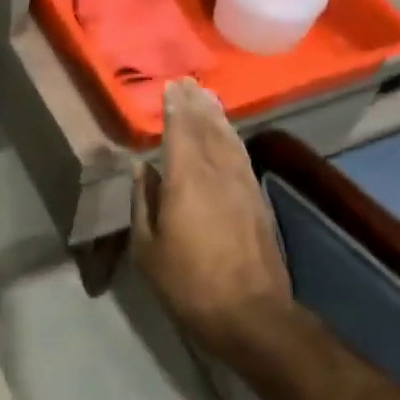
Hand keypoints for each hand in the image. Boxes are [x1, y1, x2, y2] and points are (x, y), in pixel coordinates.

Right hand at [131, 79, 294, 360]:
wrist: (251, 315)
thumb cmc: (187, 283)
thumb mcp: (147, 248)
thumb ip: (143, 202)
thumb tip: (141, 169)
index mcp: (186, 181)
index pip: (180, 132)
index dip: (175, 108)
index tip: (170, 87)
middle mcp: (218, 174)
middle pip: (208, 130)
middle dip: (197, 106)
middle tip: (189, 84)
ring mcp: (243, 187)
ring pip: (230, 141)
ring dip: (218, 118)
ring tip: (209, 100)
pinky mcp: (258, 203)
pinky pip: (242, 158)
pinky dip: (232, 140)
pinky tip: (229, 137)